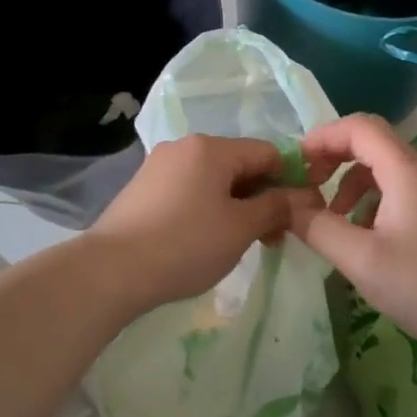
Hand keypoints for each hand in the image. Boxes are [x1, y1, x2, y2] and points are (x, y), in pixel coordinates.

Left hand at [86, 135, 316, 314]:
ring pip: (213, 179)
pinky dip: (207, 208)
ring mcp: (159, 166)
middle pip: (239, 164)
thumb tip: (304, 196)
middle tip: (273, 237)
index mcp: (211, 147)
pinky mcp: (143, 188)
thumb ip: (276, 207)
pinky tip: (206, 239)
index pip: (267, 152)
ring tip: (240, 243)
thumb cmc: (186, 244)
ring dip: (235, 205)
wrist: (112, 270)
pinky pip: (188, 190)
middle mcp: (184, 146)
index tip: (299, 215)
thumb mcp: (240, 228)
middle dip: (262, 197)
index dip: (290, 180)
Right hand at [289, 114, 416, 352]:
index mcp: (404, 171)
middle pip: (370, 142)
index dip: (322, 137)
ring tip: (330, 218)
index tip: (295, 164)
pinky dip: (368, 200)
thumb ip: (317, 227)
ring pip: (382, 168)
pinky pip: (395, 190)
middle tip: (307, 186)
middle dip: (333, 157)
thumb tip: (285, 206)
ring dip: (349, 182)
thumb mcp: (360, 259)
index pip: (359, 127)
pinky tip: (360, 235)